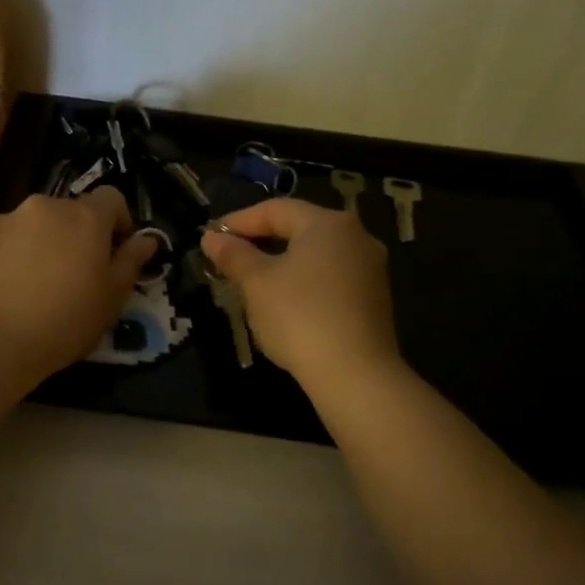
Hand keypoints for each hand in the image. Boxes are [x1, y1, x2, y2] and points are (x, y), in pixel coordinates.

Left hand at [0, 188, 156, 380]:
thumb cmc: (64, 320)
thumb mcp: (112, 298)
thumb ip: (131, 262)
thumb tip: (147, 240)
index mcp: (84, 217)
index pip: (111, 198)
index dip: (118, 222)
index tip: (115, 252)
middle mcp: (44, 207)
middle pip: (68, 212)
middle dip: (75, 236)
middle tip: (73, 276)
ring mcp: (4, 220)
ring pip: (32, 226)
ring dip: (39, 245)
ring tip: (33, 287)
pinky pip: (1, 242)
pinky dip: (7, 258)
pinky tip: (3, 292)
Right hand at [201, 197, 398, 389]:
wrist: (354, 374)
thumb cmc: (299, 316)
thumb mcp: (256, 282)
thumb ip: (233, 255)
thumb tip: (211, 237)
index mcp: (328, 224)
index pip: (275, 209)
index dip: (239, 221)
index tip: (211, 237)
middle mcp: (357, 237)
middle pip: (299, 229)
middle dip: (260, 241)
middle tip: (228, 257)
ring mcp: (370, 270)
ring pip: (315, 256)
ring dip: (281, 263)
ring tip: (250, 281)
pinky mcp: (374, 300)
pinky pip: (330, 279)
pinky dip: (302, 283)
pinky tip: (283, 303)